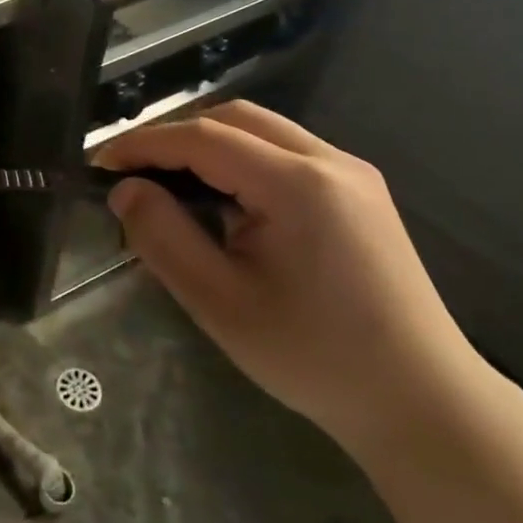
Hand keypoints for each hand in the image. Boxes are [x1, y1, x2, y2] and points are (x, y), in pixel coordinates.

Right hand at [95, 102, 487, 459]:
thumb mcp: (219, 302)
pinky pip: (285, 152)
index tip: (99, 165)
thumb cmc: (314, 357)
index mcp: (298, 185)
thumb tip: (125, 190)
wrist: (423, 404)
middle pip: (233, 118)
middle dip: (175, 136)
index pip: (202, 138)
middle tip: (134, 173)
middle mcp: (330, 161)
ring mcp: (352, 173)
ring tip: (171, 184)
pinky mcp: (360, 192)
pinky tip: (225, 199)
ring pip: (261, 130)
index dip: (143, 144)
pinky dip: (241, 159)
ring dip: (208, 144)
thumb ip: (163, 237)